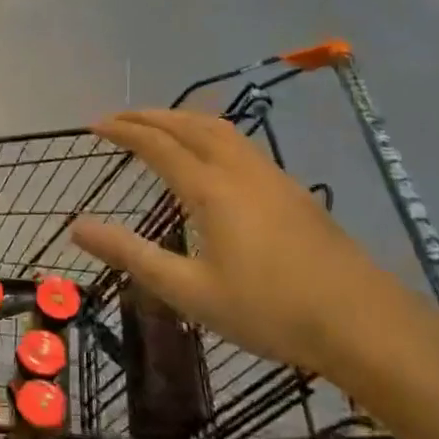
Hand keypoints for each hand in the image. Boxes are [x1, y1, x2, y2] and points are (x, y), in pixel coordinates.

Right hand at [68, 109, 411, 376]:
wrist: (362, 322)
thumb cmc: (268, 310)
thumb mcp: (189, 290)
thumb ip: (131, 254)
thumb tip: (77, 227)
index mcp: (211, 190)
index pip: (157, 145)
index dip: (123, 131)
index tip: (94, 125)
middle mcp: (240, 170)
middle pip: (190, 125)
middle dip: (151, 116)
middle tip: (120, 118)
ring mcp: (272, 177)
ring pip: (221, 129)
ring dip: (184, 119)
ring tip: (160, 126)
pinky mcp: (293, 192)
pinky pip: (241, 144)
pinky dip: (210, 134)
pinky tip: (212, 158)